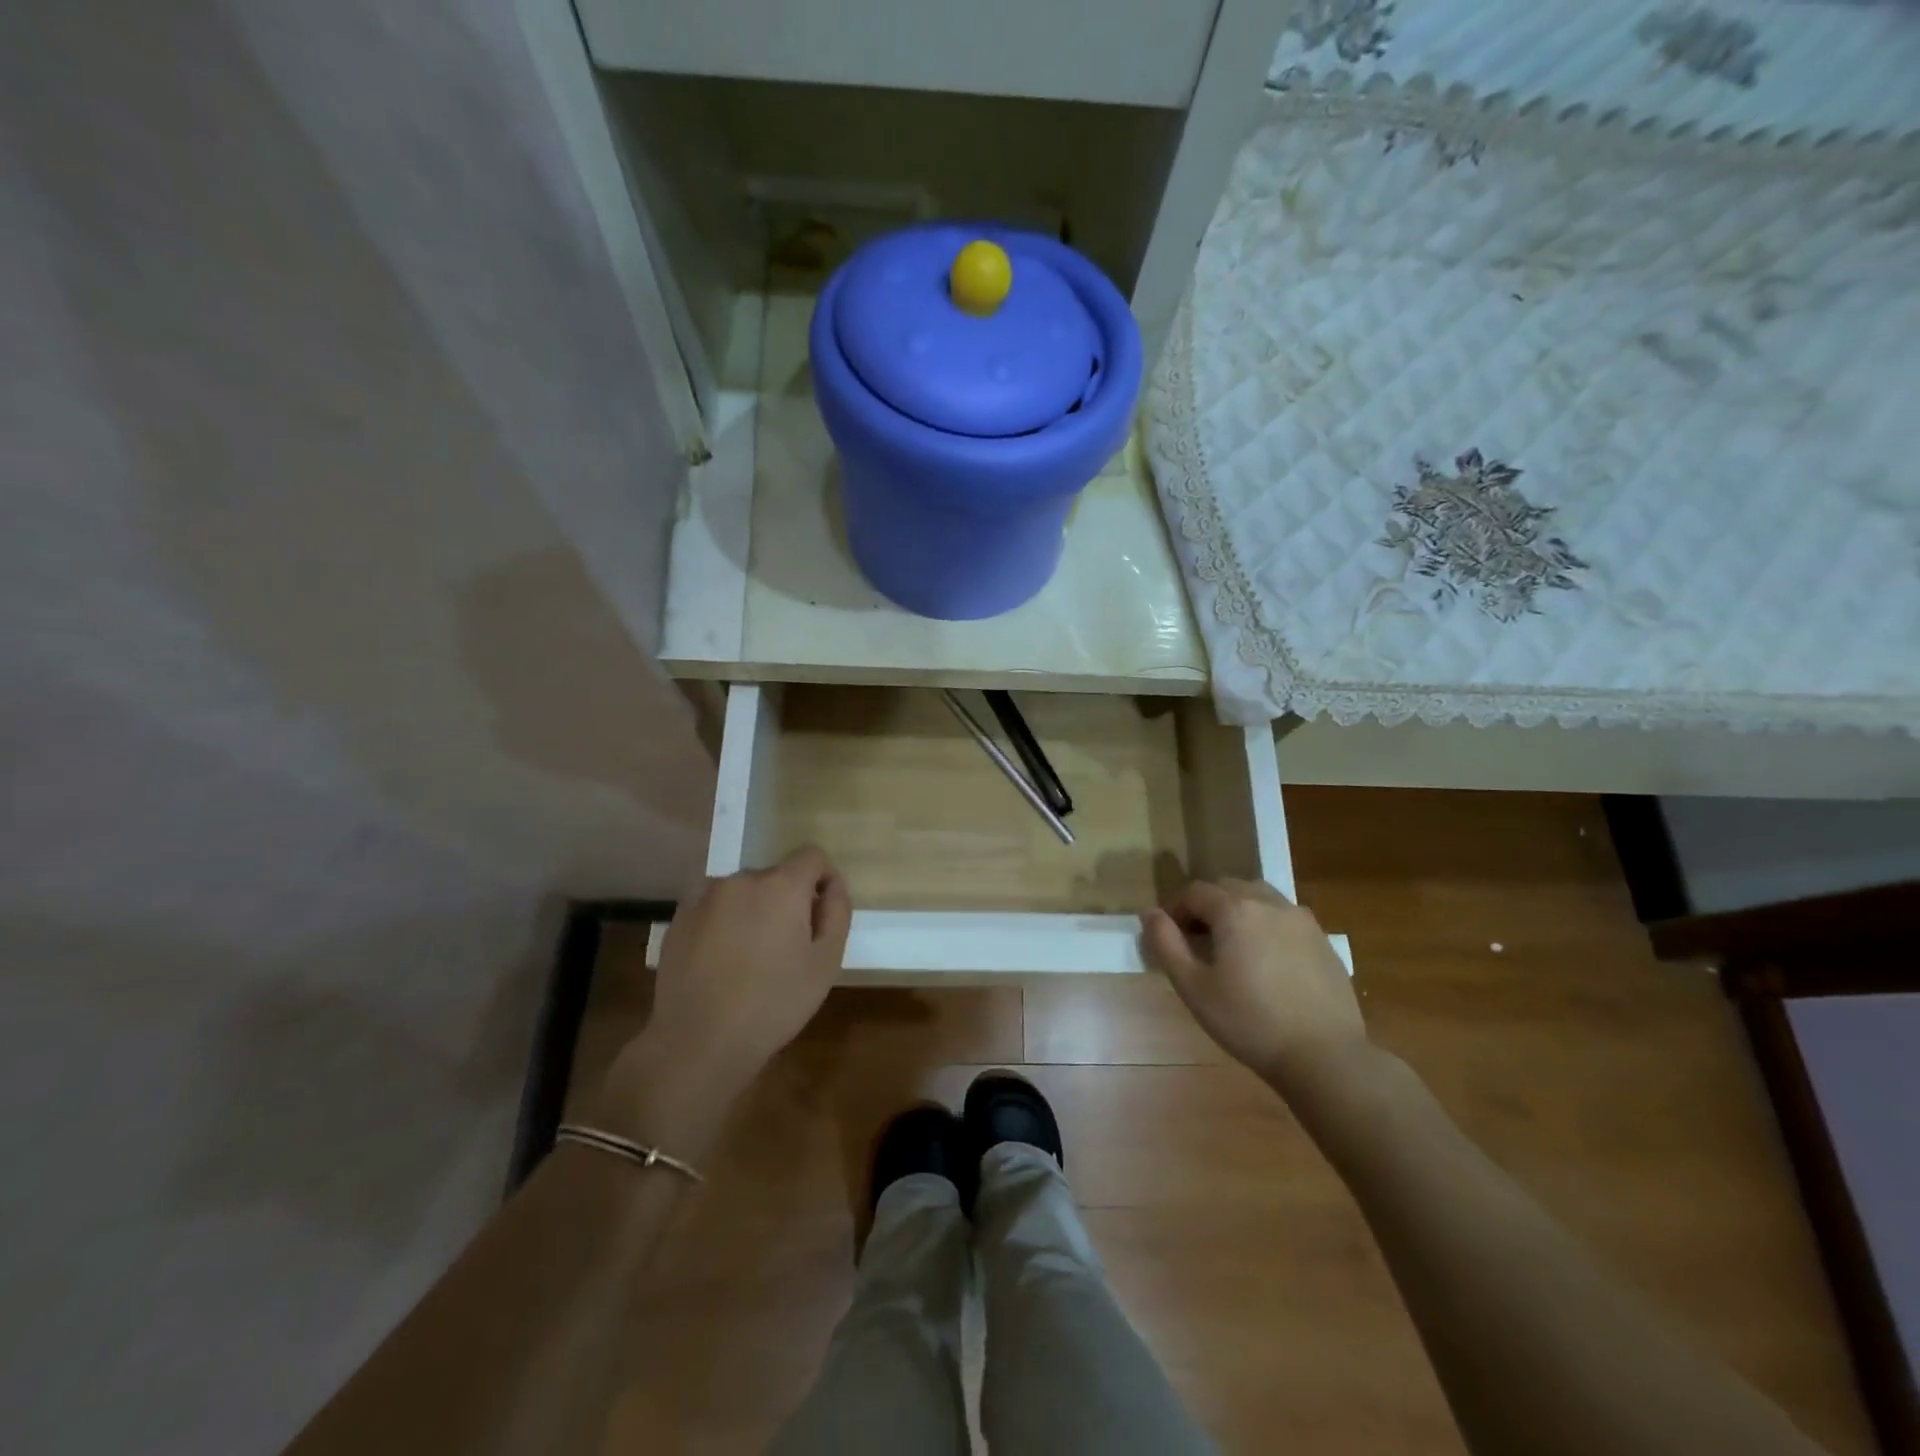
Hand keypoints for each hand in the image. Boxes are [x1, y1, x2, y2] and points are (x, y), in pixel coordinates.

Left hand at [597, 848, 851, 1150]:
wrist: (699, 1042)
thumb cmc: (774, 1004)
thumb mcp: (826, 963)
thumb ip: (837, 913)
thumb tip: (832, 885)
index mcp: (780, 886)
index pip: (812, 856)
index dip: (823, 880)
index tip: (820, 917)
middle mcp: (740, 880)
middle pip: (775, 875)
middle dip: (786, 900)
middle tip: (786, 948)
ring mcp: (704, 897)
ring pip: (742, 891)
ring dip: (753, 910)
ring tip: (750, 956)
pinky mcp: (678, 919)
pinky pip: (713, 907)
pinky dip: (723, 922)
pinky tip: (720, 961)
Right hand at [1142, 879, 1367, 1094]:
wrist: (1324, 1055)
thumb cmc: (1249, 1022)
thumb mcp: (1193, 987)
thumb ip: (1166, 943)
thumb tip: (1149, 912)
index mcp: (1235, 910)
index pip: (1195, 892)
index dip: (1176, 909)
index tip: (1170, 937)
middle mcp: (1269, 903)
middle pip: (1228, 887)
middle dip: (1207, 906)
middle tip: (1198, 941)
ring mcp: (1301, 919)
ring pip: (1260, 897)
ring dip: (1238, 910)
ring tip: (1233, 946)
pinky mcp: (1323, 940)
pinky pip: (1285, 917)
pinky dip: (1267, 925)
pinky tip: (1267, 961)